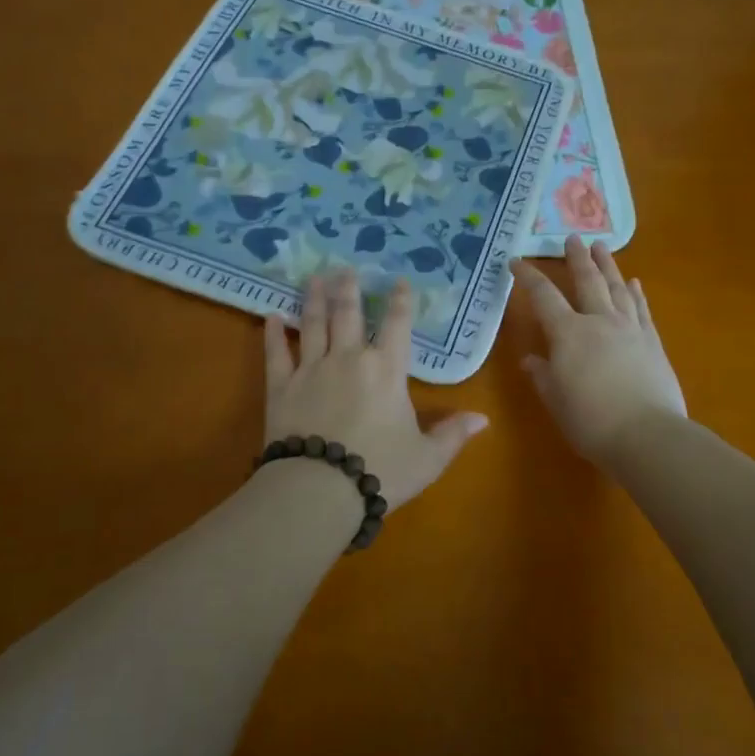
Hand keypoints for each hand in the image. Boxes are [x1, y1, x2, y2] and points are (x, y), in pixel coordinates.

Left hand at [263, 271, 487, 509]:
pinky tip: (270, 316)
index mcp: (387, 370)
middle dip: (349, 289)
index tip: (398, 280)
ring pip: (313, 324)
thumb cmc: (381, 470)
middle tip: (345, 267)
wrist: (320, 488)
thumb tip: (483, 418)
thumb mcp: (428, 458)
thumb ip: (453, 434)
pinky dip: (273, 334)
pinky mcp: (282, 386)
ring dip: (314, 299)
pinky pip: (276, 353)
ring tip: (314, 278)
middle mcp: (349, 358)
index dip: (399, 301)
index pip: (397, 325)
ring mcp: (312, 369)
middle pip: (349, 314)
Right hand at [512, 237, 685, 466]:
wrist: (647, 435)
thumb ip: (542, 376)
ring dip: (608, 265)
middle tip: (572, 238)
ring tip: (602, 246)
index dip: (528, 277)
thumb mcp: (555, 400)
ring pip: (616, 288)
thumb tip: (530, 360)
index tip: (516, 261)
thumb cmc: (590, 421)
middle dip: (577, 258)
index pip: (543, 297)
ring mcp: (629, 329)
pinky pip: (641, 310)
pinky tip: (634, 283)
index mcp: (568, 333)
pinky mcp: (652, 342)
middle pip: (586, 281)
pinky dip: (636, 294)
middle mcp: (598, 322)